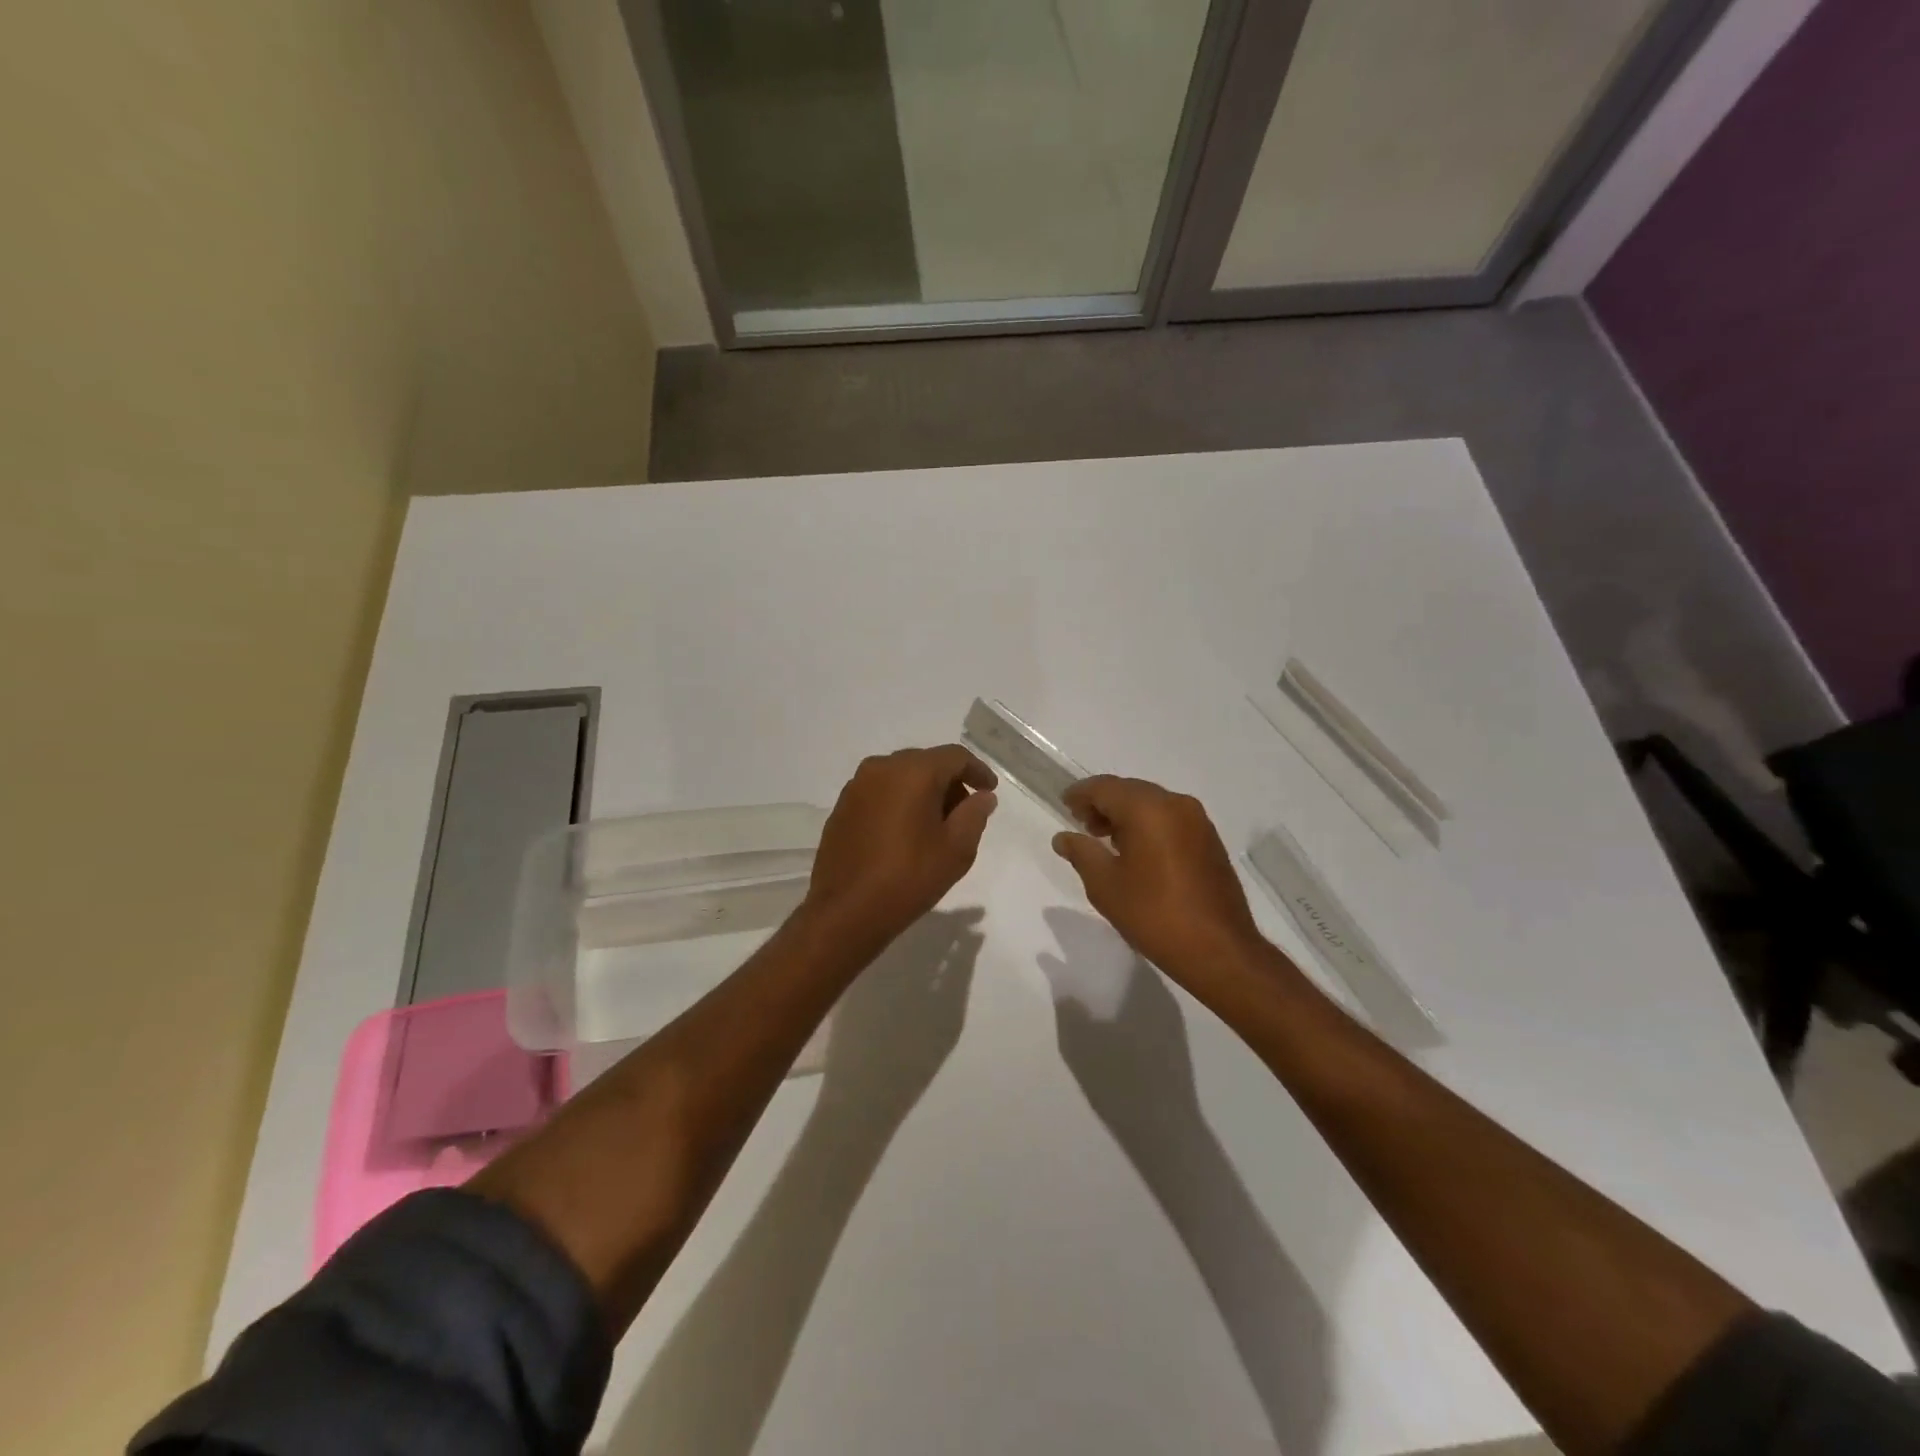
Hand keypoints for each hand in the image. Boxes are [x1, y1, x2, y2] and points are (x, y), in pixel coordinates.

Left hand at [804, 745, 998, 950]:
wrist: (846, 911)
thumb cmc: (908, 878)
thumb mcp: (956, 849)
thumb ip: (974, 815)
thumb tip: (982, 796)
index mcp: (913, 772)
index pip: (955, 756)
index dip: (977, 771)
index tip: (989, 791)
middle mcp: (881, 767)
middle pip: (926, 762)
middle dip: (949, 782)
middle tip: (965, 813)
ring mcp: (857, 786)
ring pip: (901, 776)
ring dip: (922, 792)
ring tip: (935, 826)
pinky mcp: (842, 806)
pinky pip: (880, 792)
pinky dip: (899, 802)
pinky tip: (904, 833)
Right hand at [1051, 775, 1265, 992]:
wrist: (1219, 950)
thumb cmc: (1154, 915)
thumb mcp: (1105, 885)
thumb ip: (1081, 853)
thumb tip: (1063, 837)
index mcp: (1148, 809)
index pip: (1105, 787)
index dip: (1081, 794)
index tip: (1064, 805)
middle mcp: (1175, 804)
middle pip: (1130, 790)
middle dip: (1103, 803)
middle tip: (1082, 824)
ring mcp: (1197, 821)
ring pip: (1152, 803)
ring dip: (1126, 814)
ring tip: (1105, 839)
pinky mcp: (1209, 840)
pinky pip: (1170, 818)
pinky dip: (1148, 824)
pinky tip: (1136, 851)